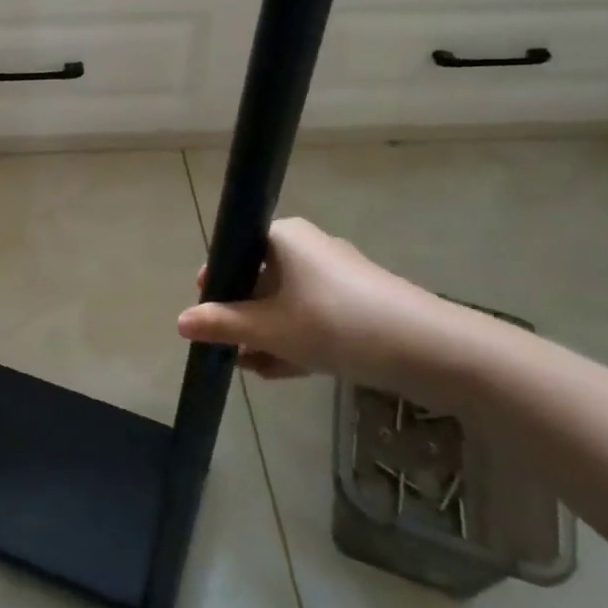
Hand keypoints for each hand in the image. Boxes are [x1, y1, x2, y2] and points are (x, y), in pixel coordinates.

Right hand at [177, 218, 475, 405]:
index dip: (216, 284)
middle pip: (259, 279)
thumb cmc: (334, 323)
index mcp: (282, 236)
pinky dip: (294, 338)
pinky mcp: (358, 302)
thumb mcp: (269, 328)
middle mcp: (307, 247)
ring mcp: (336, 275)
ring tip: (250, 368)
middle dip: (241, 317)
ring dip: (266, 334)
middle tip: (227, 349)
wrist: (427, 347)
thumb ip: (222, 324)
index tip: (205, 316)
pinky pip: (312, 315)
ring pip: (286, 302)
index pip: (235, 251)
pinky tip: (279, 371)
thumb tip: (180, 321)